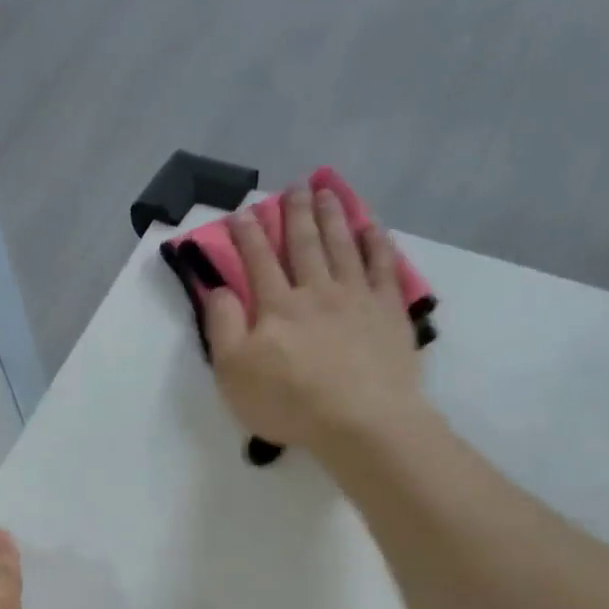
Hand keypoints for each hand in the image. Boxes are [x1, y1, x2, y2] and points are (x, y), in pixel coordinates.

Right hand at [204, 185, 422, 453]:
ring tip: (327, 193)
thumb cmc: (289, 402)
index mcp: (276, 307)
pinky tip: (372, 228)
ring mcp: (357, 298)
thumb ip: (222, 327)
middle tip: (294, 187)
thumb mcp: (234, 372)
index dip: (248, 235)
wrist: (361, 421)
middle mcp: (316, 291)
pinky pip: (383, 267)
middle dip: (295, 214)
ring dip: (333, 217)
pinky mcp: (389, 313)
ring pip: (343, 246)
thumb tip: (219, 288)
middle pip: (304, 244)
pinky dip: (377, 243)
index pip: (258, 261)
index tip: (243, 212)